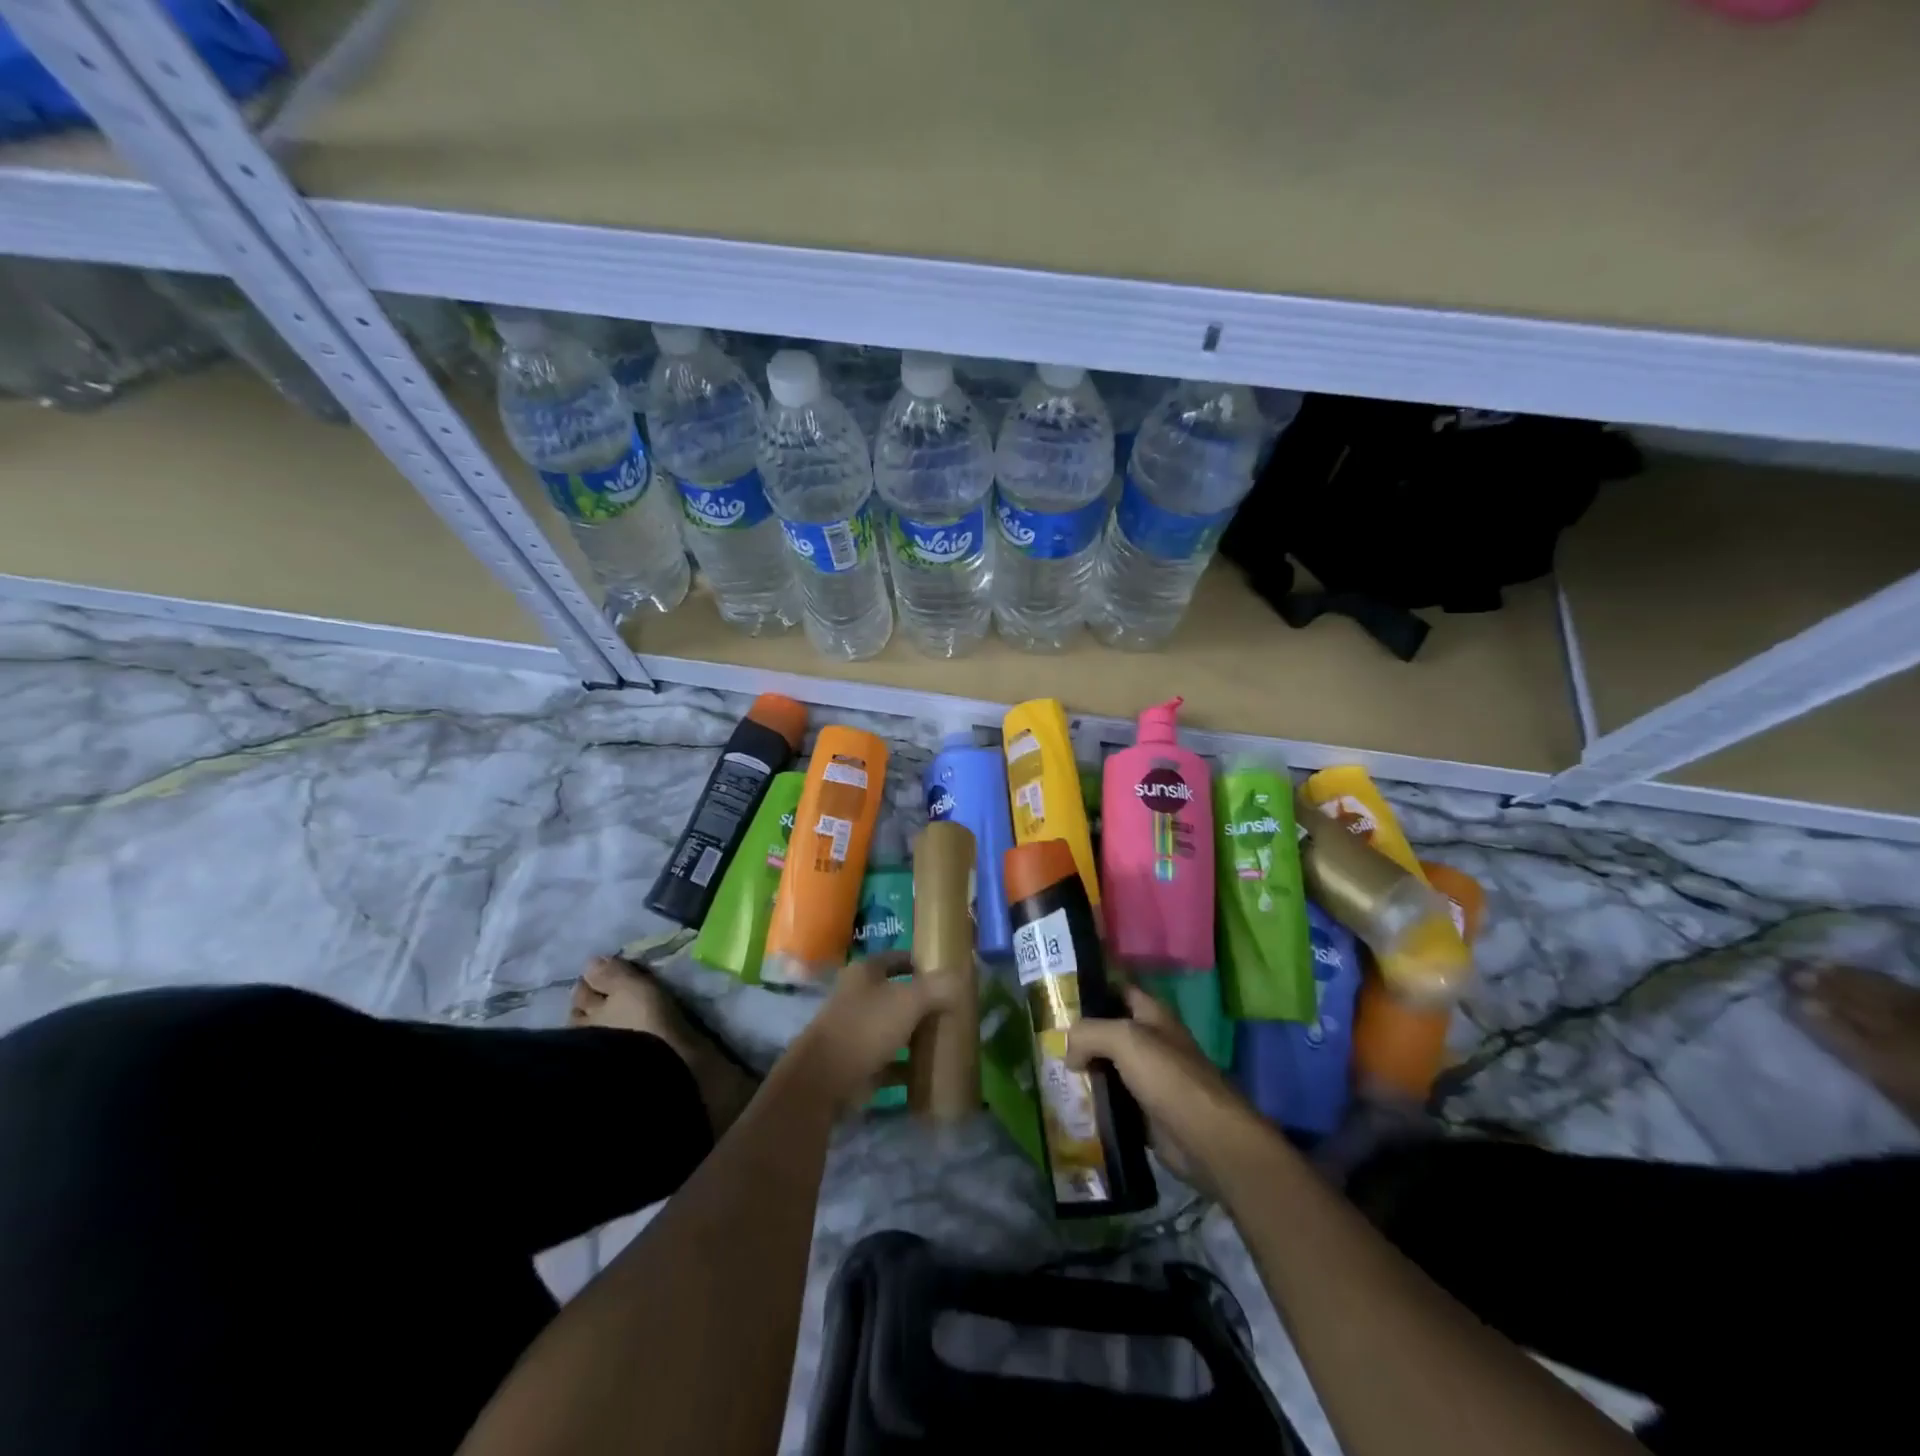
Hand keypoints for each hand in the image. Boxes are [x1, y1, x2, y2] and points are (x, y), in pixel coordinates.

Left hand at [786, 952, 952, 1108]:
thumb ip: (936, 987)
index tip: (947, 974)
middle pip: (897, 995)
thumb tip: (960, 978)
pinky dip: (908, 1068)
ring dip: (916, 1036)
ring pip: (893, 1029)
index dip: (920, 963)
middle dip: (923, 1003)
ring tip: (947, 1040)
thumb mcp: (909, 1000)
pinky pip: (890, 1063)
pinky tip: (930, 1074)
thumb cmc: (867, 1027)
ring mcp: (856, 1032)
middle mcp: (858, 998)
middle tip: (953, 1010)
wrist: (825, 1080)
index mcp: (865, 973)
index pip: (897, 958)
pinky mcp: (858, 1064)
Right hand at [1067, 987, 1270, 1191]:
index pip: (1117, 989)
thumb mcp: (1124, 1039)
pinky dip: (1093, 1100)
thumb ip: (1088, 1033)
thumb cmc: (1167, 1076)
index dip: (1091, 989)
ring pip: (1107, 1065)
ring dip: (1084, 1068)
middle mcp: (1149, 1041)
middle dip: (1080, 1034)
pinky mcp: (1143, 1111)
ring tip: (1051, 1070)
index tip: (1057, 994)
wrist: (1205, 1138)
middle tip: (1045, 1038)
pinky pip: (1111, 1098)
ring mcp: (1147, 1077)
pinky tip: (1070, 1101)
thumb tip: (1068, 1051)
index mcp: (1151, 1014)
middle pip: (1108, 1029)